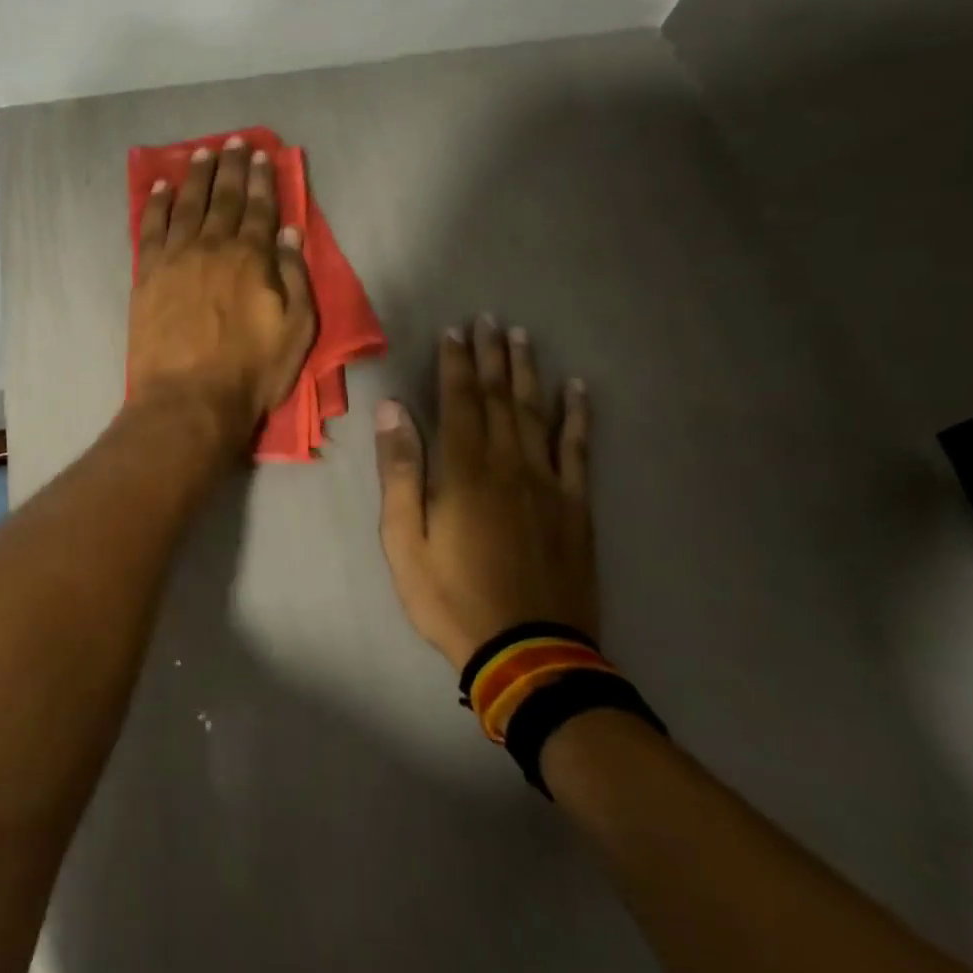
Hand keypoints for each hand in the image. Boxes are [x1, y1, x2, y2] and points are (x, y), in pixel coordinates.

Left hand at [129, 138, 316, 449]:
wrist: (188, 400)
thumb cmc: (251, 372)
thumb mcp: (296, 330)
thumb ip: (294, 277)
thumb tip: (289, 232)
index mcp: (251, 258)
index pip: (260, 209)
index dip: (263, 180)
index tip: (262, 155)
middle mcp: (213, 247)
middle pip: (224, 198)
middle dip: (231, 168)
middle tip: (233, 142)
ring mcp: (176, 258)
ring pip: (187, 205)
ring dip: (195, 176)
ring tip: (201, 152)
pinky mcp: (148, 275)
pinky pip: (151, 228)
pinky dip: (156, 204)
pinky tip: (160, 186)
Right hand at [374, 316, 596, 671]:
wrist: (528, 651)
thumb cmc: (451, 596)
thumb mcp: (405, 539)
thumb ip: (401, 472)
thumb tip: (394, 411)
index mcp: (464, 471)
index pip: (459, 401)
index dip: (456, 364)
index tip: (454, 332)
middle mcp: (509, 464)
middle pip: (500, 398)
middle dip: (492, 357)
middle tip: (490, 321)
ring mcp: (548, 483)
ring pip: (537, 413)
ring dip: (529, 372)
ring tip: (523, 338)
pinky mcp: (575, 505)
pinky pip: (578, 449)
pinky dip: (578, 416)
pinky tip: (577, 390)